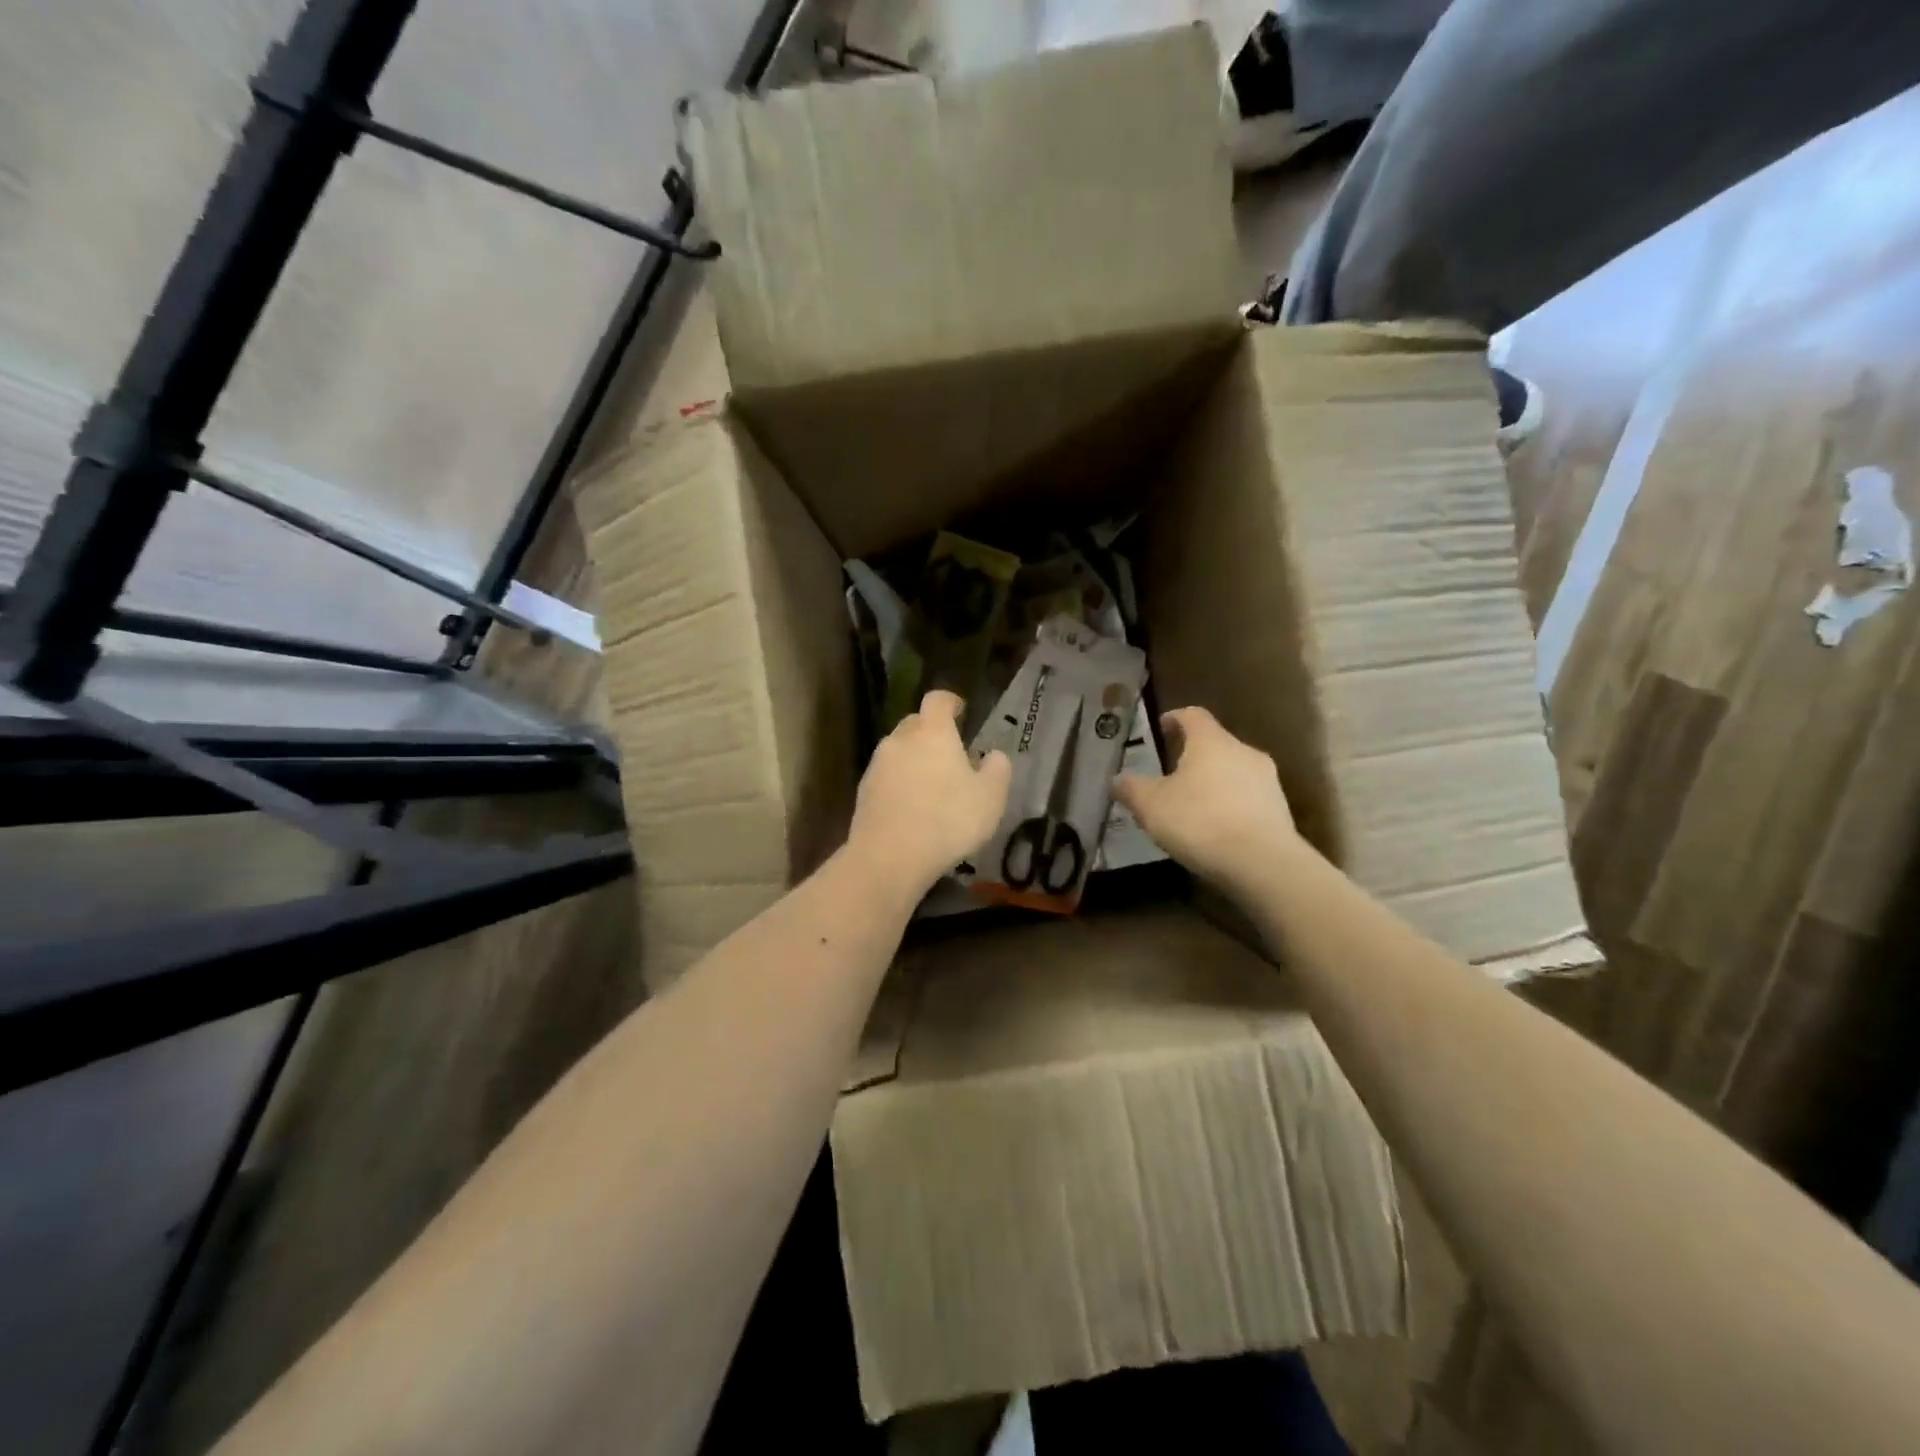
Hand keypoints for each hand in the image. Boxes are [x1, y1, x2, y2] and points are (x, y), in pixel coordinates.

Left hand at [848, 690, 1011, 898]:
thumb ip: (997, 769)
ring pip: (898, 751)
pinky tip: (911, 808)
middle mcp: (900, 739)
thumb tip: (994, 755)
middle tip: (951, 754)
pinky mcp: (863, 791)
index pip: (938, 700)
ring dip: (914, 760)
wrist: (889, 857)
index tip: (961, 711)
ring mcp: (877, 765)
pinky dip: (899, 783)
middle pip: (915, 723)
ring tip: (932, 786)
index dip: (951, 702)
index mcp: (933, 732)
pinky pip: (886, 776)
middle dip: (932, 732)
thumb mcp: (990, 798)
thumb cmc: (948, 820)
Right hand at [1115, 706, 1301, 891]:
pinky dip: (1229, 806)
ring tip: (1193, 806)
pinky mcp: (1280, 810)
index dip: (1175, 718)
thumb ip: (1131, 788)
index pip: (1192, 715)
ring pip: (1233, 772)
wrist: (1262, 863)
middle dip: (1193, 756)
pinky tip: (1215, 829)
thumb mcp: (1150, 805)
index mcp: (1211, 741)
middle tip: (1171, 774)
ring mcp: (1267, 780)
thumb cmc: (1199, 821)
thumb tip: (1117, 780)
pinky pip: (1247, 799)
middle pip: (1215, 744)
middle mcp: (1243, 751)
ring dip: (1213, 783)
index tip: (1162, 727)